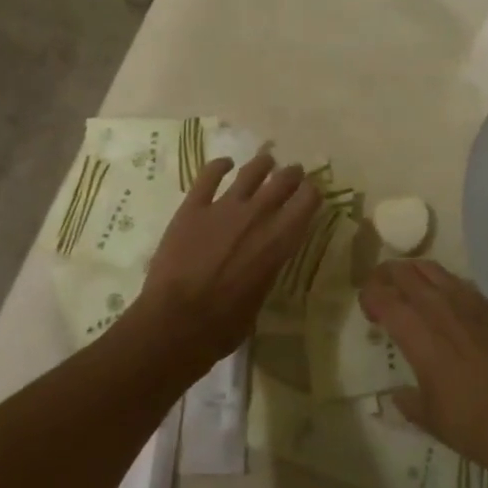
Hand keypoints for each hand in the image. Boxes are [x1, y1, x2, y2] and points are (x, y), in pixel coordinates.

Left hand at [132, 153, 320, 369]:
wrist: (175, 322)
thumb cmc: (223, 325)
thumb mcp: (260, 298)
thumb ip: (267, 269)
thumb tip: (264, 260)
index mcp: (279, 240)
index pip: (308, 201)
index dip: (312, 193)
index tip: (312, 193)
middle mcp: (258, 215)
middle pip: (283, 180)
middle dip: (292, 174)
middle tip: (293, 174)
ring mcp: (224, 207)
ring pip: (251, 171)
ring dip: (262, 164)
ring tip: (266, 162)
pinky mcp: (193, 206)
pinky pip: (209, 176)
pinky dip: (219, 166)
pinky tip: (224, 164)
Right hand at [359, 260, 487, 479]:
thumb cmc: (471, 425)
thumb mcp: (429, 417)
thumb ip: (408, 400)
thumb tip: (397, 394)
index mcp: (418, 335)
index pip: (384, 298)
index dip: (369, 295)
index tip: (367, 306)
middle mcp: (441, 310)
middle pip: (406, 274)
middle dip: (387, 275)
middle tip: (381, 286)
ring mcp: (470, 304)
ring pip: (434, 270)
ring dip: (415, 273)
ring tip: (410, 284)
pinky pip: (463, 285)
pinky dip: (446, 286)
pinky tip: (448, 302)